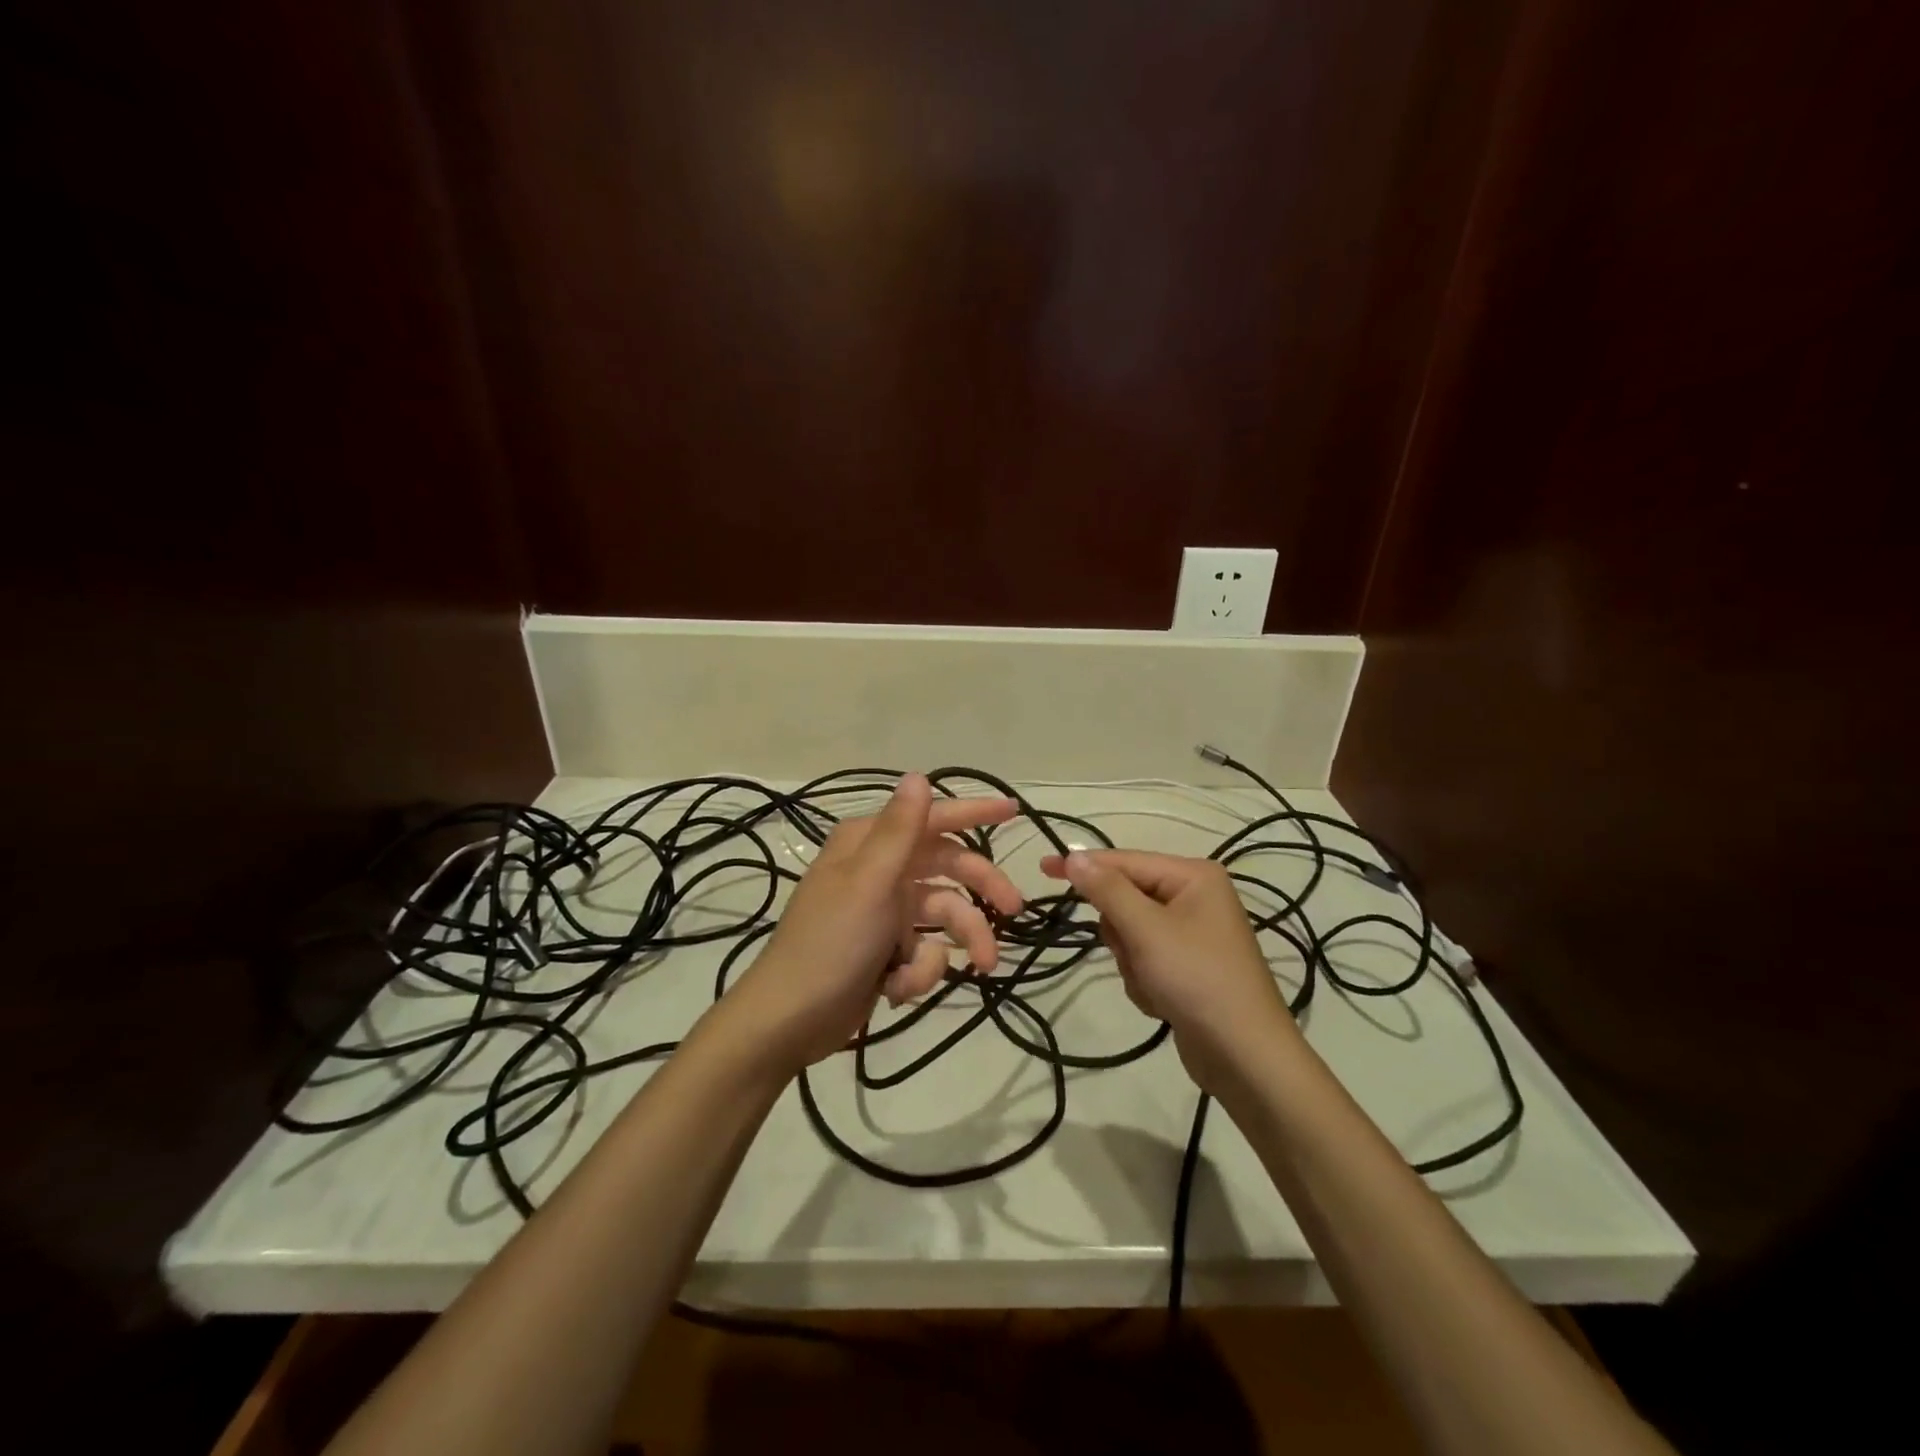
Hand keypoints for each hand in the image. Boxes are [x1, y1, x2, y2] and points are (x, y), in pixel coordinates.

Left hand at [726, 774, 1023, 1073]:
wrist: (790, 1021)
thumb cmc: (831, 943)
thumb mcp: (870, 883)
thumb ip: (899, 830)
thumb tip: (918, 776)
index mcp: (870, 844)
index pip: (932, 818)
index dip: (974, 812)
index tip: (1013, 811)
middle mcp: (880, 870)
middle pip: (947, 867)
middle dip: (981, 889)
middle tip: (1013, 908)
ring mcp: (884, 910)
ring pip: (943, 913)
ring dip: (960, 940)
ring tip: (983, 966)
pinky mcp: (886, 948)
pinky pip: (923, 949)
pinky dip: (919, 970)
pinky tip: (898, 988)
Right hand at [1041, 849, 1301, 1094]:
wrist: (1245, 1057)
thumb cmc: (1197, 980)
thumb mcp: (1147, 930)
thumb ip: (1107, 890)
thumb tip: (1073, 854)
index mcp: (1193, 876)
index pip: (1124, 861)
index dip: (1083, 866)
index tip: (1042, 867)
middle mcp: (1194, 897)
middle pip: (1125, 898)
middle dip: (1121, 932)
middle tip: (1135, 954)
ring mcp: (1192, 933)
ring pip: (1129, 933)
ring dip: (1131, 962)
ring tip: (1155, 985)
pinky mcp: (1187, 966)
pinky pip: (1144, 958)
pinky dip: (1144, 980)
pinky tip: (1163, 1001)